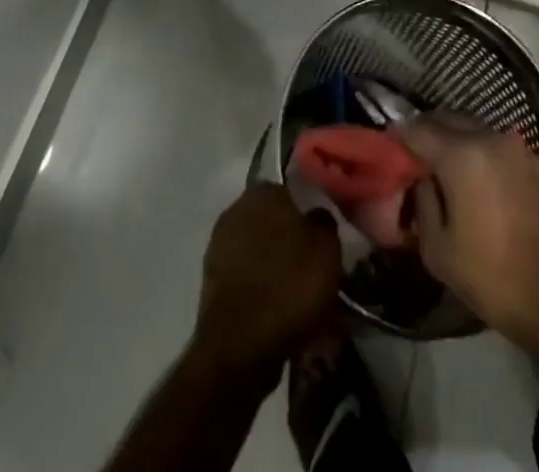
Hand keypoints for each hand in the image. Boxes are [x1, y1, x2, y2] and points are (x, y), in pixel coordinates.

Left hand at [193, 185, 341, 381]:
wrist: (240, 346)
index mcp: (264, 192)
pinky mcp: (211, 283)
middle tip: (313, 268)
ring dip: (276, 269)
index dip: (309, 215)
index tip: (322, 238)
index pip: (292, 192)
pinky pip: (247, 280)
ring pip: (259, 252)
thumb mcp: (327, 249)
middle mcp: (237, 209)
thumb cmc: (289, 285)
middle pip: (273, 223)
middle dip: (291, 242)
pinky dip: (261, 292)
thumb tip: (316, 216)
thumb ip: (324, 223)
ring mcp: (219, 246)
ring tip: (299, 298)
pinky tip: (278, 313)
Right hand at [397, 115, 538, 354]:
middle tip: (411, 155)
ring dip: (452, 138)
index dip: (398, 136)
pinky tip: (471, 176)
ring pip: (471, 127)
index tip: (387, 146)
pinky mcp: (532, 160)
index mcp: (461, 155)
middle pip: (446, 119)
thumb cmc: (493, 277)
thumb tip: (422, 179)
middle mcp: (488, 138)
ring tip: (440, 166)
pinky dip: (476, 149)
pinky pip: (492, 142)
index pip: (418, 130)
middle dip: (425, 131)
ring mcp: (514, 146)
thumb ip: (422, 202)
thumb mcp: (438, 250)